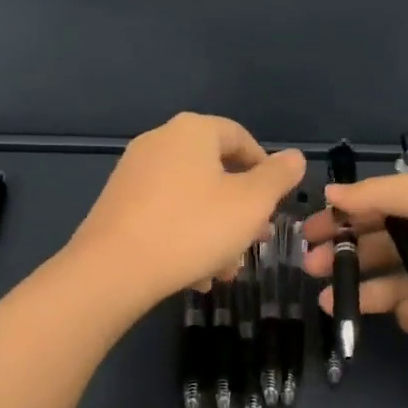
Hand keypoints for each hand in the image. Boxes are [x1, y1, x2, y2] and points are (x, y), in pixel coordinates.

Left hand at [71, 113, 305, 311]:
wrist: (114, 268)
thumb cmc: (193, 228)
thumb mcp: (250, 204)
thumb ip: (277, 177)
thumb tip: (294, 157)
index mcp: (192, 131)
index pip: (240, 137)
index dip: (265, 168)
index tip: (276, 202)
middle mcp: (159, 142)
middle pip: (215, 172)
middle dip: (240, 211)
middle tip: (255, 241)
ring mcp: (134, 173)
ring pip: (191, 199)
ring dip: (215, 232)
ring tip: (226, 270)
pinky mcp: (117, 204)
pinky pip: (164, 214)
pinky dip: (184, 237)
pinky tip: (195, 275)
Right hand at [300, 170, 407, 370]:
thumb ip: (377, 194)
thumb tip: (332, 192)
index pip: (381, 206)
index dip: (345, 216)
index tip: (311, 229)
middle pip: (379, 246)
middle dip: (345, 255)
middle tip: (310, 266)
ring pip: (390, 284)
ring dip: (362, 290)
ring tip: (330, 302)